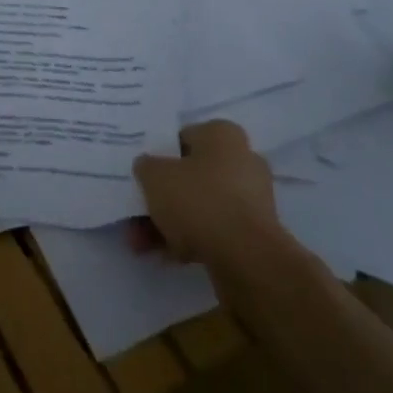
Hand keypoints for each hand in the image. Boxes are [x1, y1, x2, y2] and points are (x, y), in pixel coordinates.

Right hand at [132, 120, 288, 262]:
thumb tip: (149, 168)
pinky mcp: (255, 233)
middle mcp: (243, 161)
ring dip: (169, 222)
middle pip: (191, 176)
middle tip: (137, 215)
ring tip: (141, 244)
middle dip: (162, 198)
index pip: (183, 138)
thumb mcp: (155, 175)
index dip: (160, 157)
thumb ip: (146, 167)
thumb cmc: (198, 200)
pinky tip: (165, 256)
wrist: (246, 258)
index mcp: (223, 135)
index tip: (143, 177)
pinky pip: (215, 229)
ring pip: (201, 206)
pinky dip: (190, 239)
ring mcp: (252, 199)